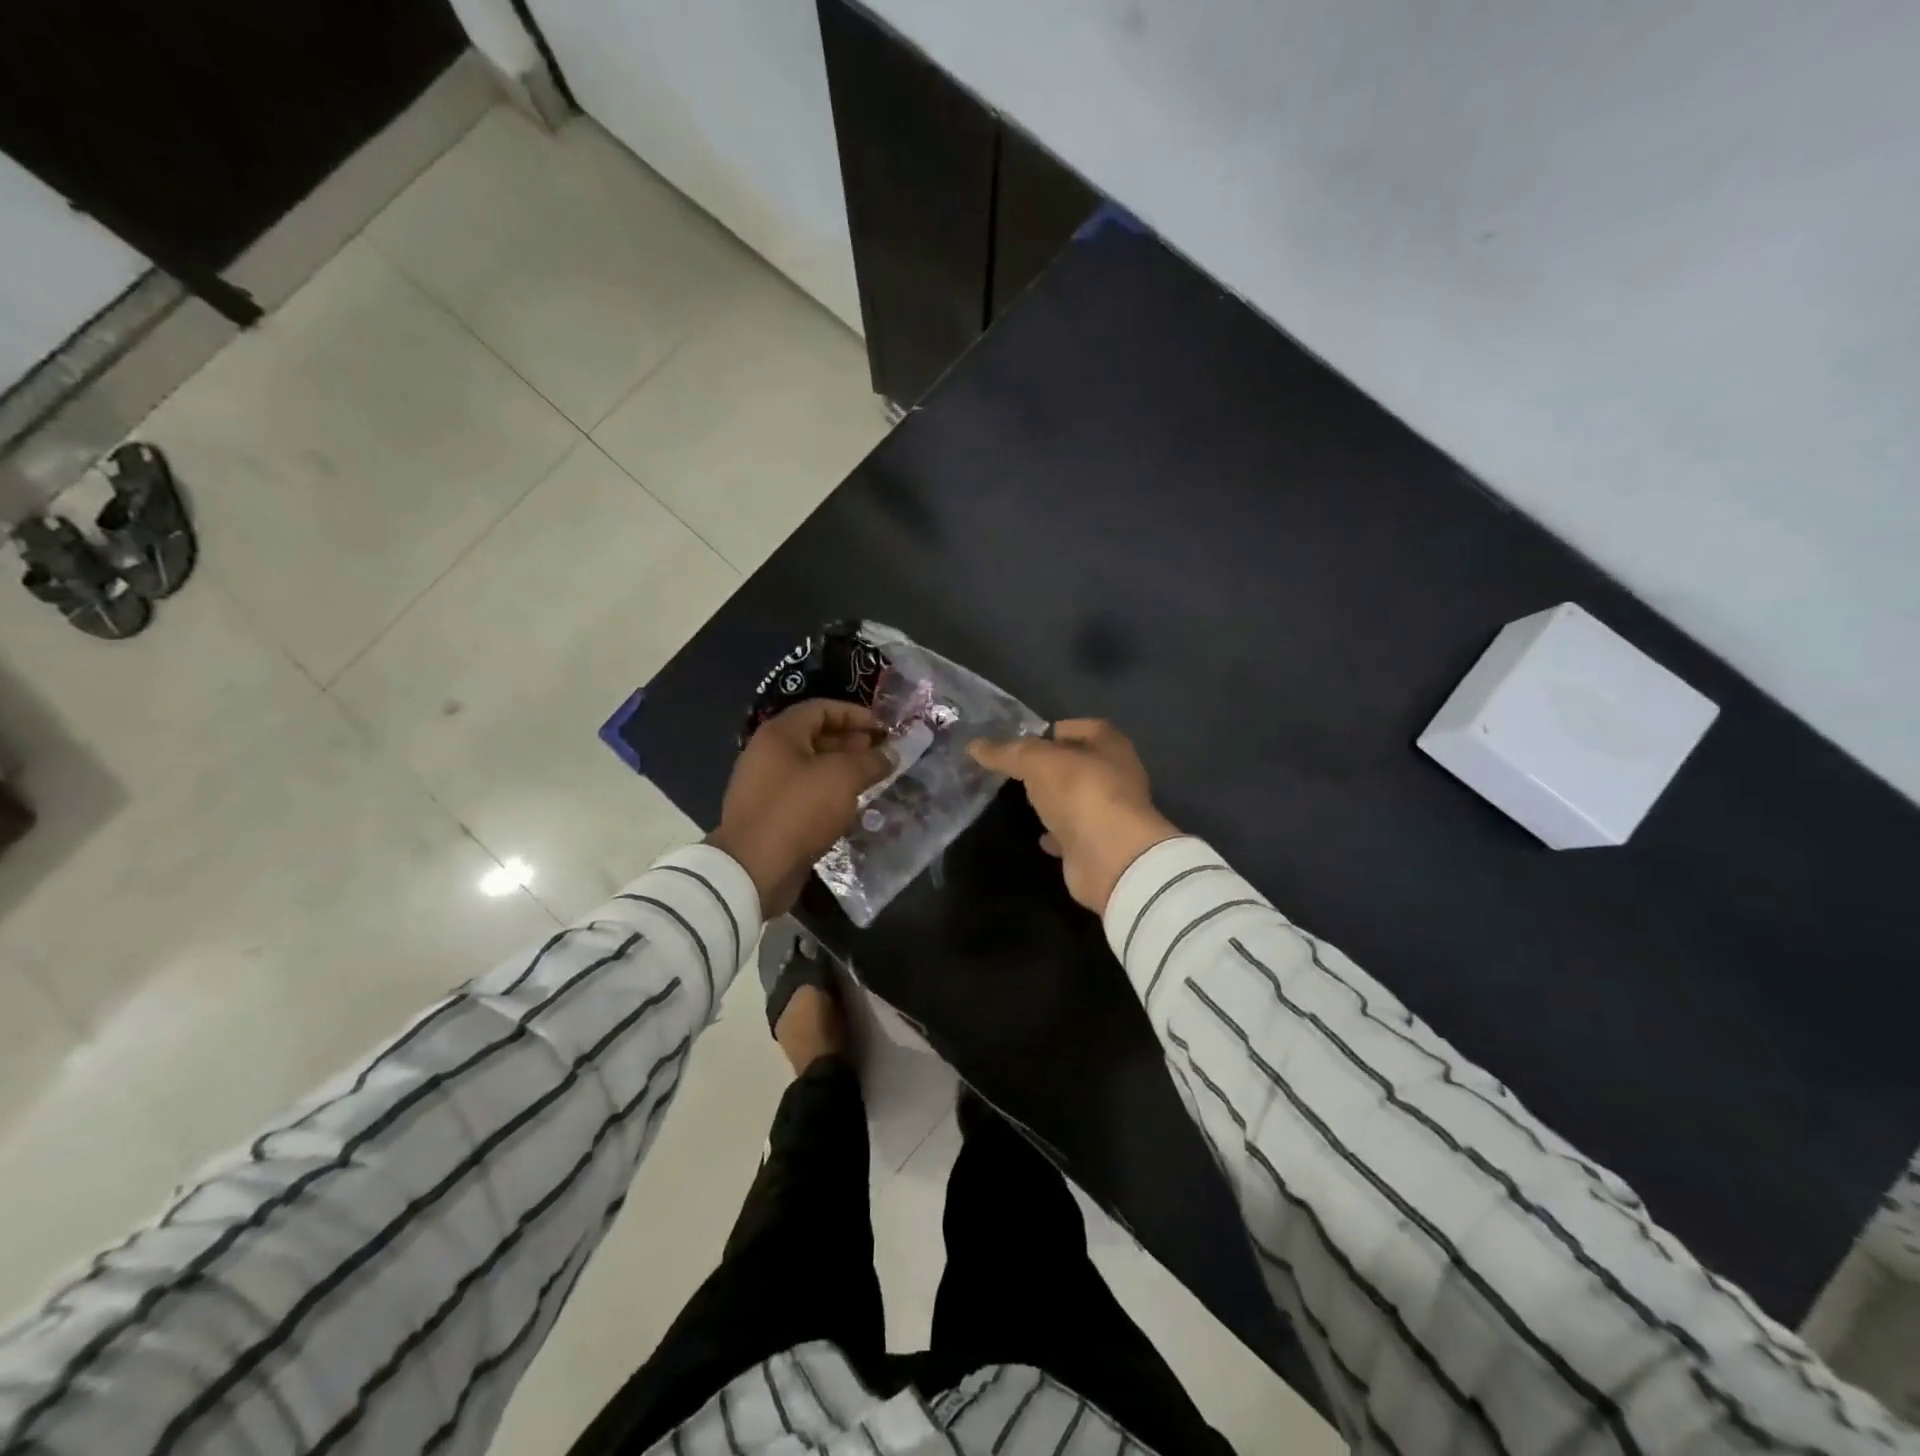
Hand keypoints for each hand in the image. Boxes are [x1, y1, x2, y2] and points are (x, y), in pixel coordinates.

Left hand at [707, 700, 894, 916]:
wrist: (754, 870)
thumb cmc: (798, 811)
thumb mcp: (842, 778)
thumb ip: (871, 761)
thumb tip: (892, 753)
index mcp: (780, 734)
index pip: (821, 708)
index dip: (855, 714)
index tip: (884, 728)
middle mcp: (768, 754)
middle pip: (815, 737)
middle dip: (852, 743)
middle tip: (883, 754)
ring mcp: (766, 787)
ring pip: (812, 769)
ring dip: (843, 771)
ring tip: (874, 780)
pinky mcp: (770, 816)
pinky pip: (805, 795)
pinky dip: (830, 795)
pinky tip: (852, 807)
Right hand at [968, 720, 1180, 913]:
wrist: (1109, 857)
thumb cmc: (1080, 792)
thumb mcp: (1037, 762)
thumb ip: (1007, 753)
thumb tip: (975, 745)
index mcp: (1110, 746)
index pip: (1084, 727)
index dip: (1056, 730)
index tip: (1025, 740)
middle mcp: (1116, 776)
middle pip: (1079, 765)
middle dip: (1052, 767)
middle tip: (1017, 770)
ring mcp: (1109, 813)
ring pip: (1076, 800)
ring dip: (1055, 801)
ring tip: (1023, 800)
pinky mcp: (1099, 845)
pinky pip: (1073, 833)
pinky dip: (1057, 834)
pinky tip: (1039, 836)